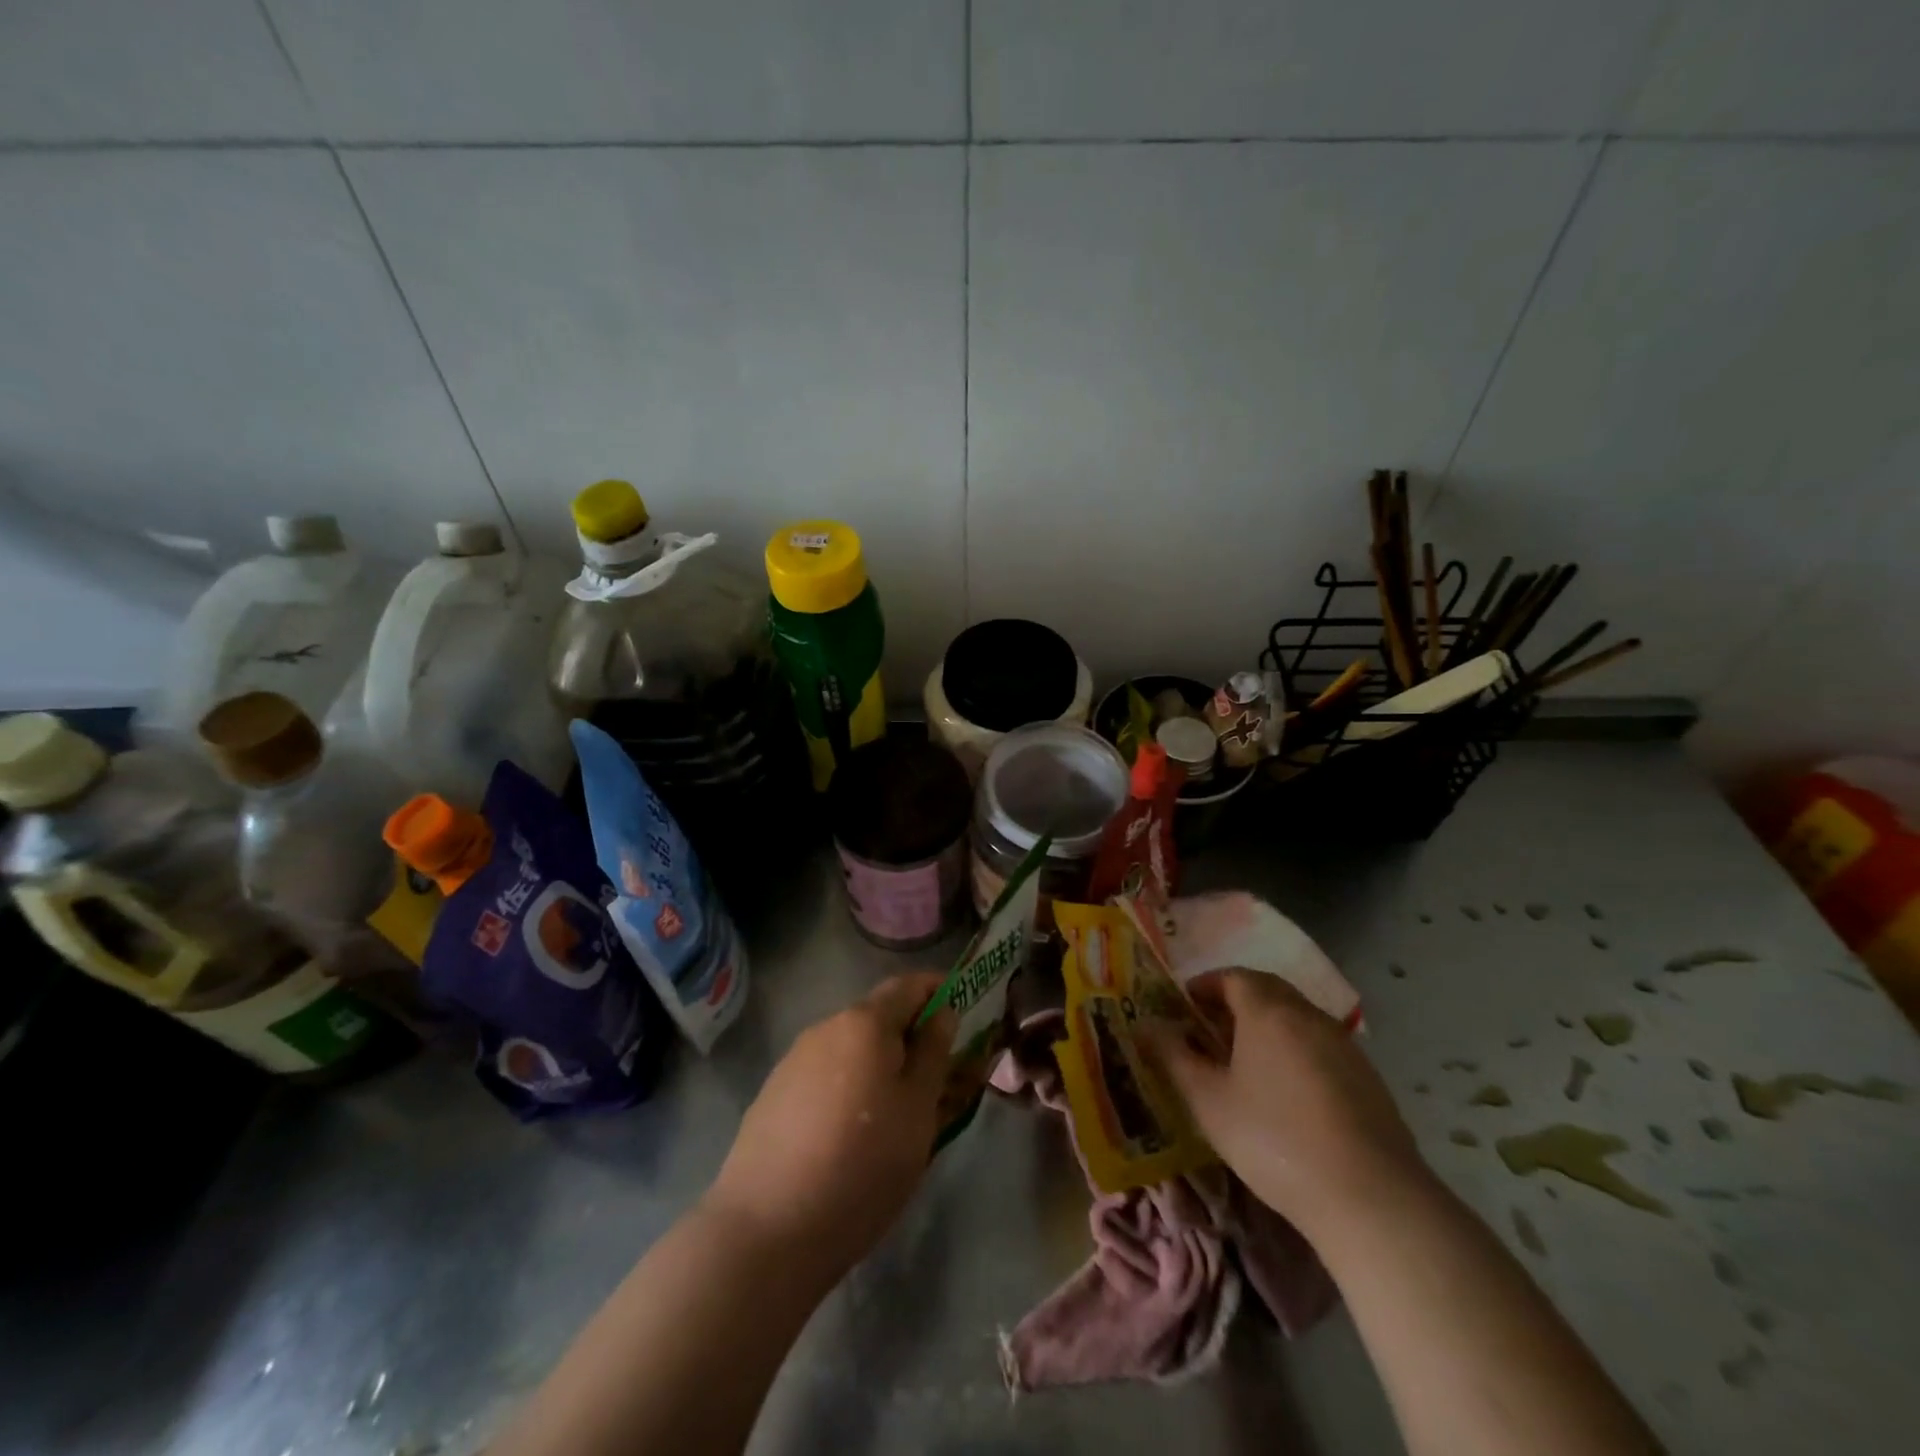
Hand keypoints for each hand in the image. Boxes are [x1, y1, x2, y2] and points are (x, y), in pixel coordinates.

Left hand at [706, 972, 957, 1279]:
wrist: (766, 1230)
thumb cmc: (862, 1165)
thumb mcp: (918, 1111)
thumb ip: (934, 1053)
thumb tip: (942, 1012)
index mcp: (864, 1022)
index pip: (908, 985)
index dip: (938, 992)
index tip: (962, 1017)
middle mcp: (826, 1027)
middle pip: (878, 1018)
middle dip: (909, 1039)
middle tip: (935, 1082)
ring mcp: (793, 1061)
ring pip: (851, 1050)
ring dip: (878, 1067)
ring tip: (894, 1118)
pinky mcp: (773, 1096)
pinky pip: (825, 1077)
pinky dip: (848, 1090)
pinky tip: (849, 1138)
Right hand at [1151, 969, 1429, 1234]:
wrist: (1370, 1198)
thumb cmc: (1274, 1139)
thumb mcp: (1208, 1100)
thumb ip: (1173, 1057)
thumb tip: (1145, 1026)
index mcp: (1267, 1010)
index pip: (1232, 976)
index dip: (1204, 985)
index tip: (1183, 1006)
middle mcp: (1308, 1014)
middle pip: (1266, 990)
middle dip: (1234, 1001)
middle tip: (1209, 1030)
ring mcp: (1343, 1045)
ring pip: (1295, 1017)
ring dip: (1265, 1026)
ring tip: (1243, 1062)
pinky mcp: (1367, 1077)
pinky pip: (1319, 1045)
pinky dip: (1294, 1050)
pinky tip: (1286, 1092)